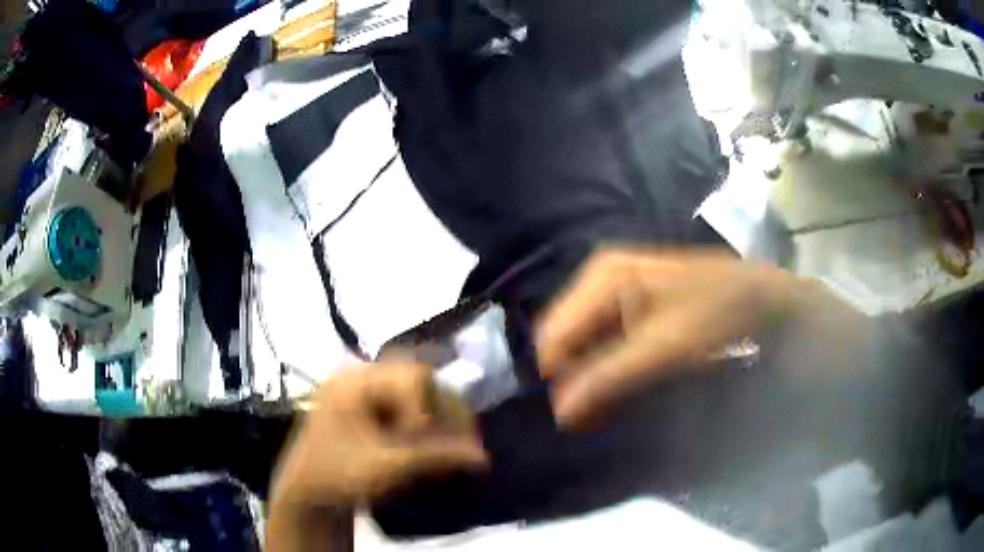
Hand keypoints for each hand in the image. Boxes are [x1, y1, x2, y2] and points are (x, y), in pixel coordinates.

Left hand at [270, 363, 486, 509]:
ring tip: (450, 444)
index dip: (435, 411)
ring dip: (436, 418)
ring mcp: (361, 390)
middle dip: (443, 412)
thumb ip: (436, 458)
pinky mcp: (365, 407)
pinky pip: (404, 405)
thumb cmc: (338, 476)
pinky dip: (422, 424)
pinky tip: (429, 444)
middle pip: (416, 381)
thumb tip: (482, 457)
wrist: (306, 492)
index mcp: (354, 382)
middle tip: (462, 440)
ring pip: (414, 393)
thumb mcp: (387, 467)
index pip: (413, 380)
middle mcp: (358, 377)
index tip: (440, 445)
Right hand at [536, 247, 857, 426]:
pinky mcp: (629, 305)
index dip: (558, 378)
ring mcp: (614, 290)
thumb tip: (560, 412)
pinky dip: (607, 369)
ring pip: (582, 342)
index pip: (553, 335)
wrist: (760, 295)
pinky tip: (622, 388)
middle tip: (596, 416)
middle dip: (574, 379)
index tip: (573, 418)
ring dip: (591, 377)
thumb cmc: (716, 312)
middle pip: (565, 337)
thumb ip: (610, 376)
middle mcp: (599, 278)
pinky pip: (602, 341)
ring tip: (609, 407)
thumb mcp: (665, 347)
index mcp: (601, 277)